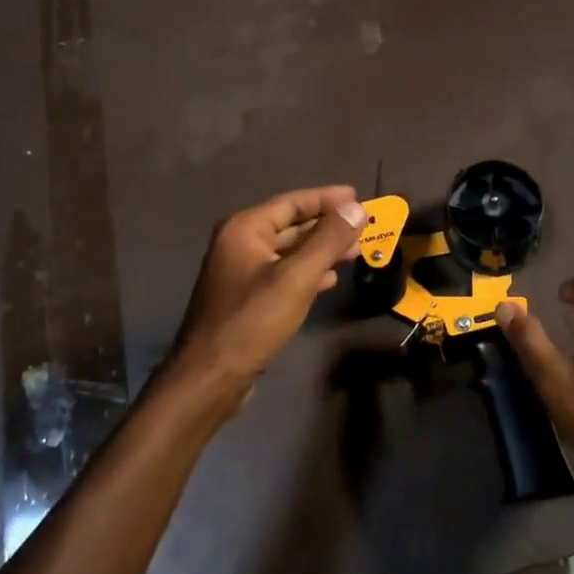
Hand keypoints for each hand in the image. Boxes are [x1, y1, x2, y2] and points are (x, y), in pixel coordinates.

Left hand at [167, 185, 366, 413]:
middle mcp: (239, 244)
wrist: (211, 376)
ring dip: (321, 250)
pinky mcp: (246, 298)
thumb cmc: (253, 320)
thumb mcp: (297, 277)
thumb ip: (328, 240)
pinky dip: (307, 272)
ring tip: (354, 252)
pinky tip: (329, 280)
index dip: (326, 198)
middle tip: (363, 227)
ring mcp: (241, 272)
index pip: (292, 202)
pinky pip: (283, 274)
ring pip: (289, 251)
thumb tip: (357, 208)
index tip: (358, 197)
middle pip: (291, 225)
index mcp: (245, 229)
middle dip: (327, 226)